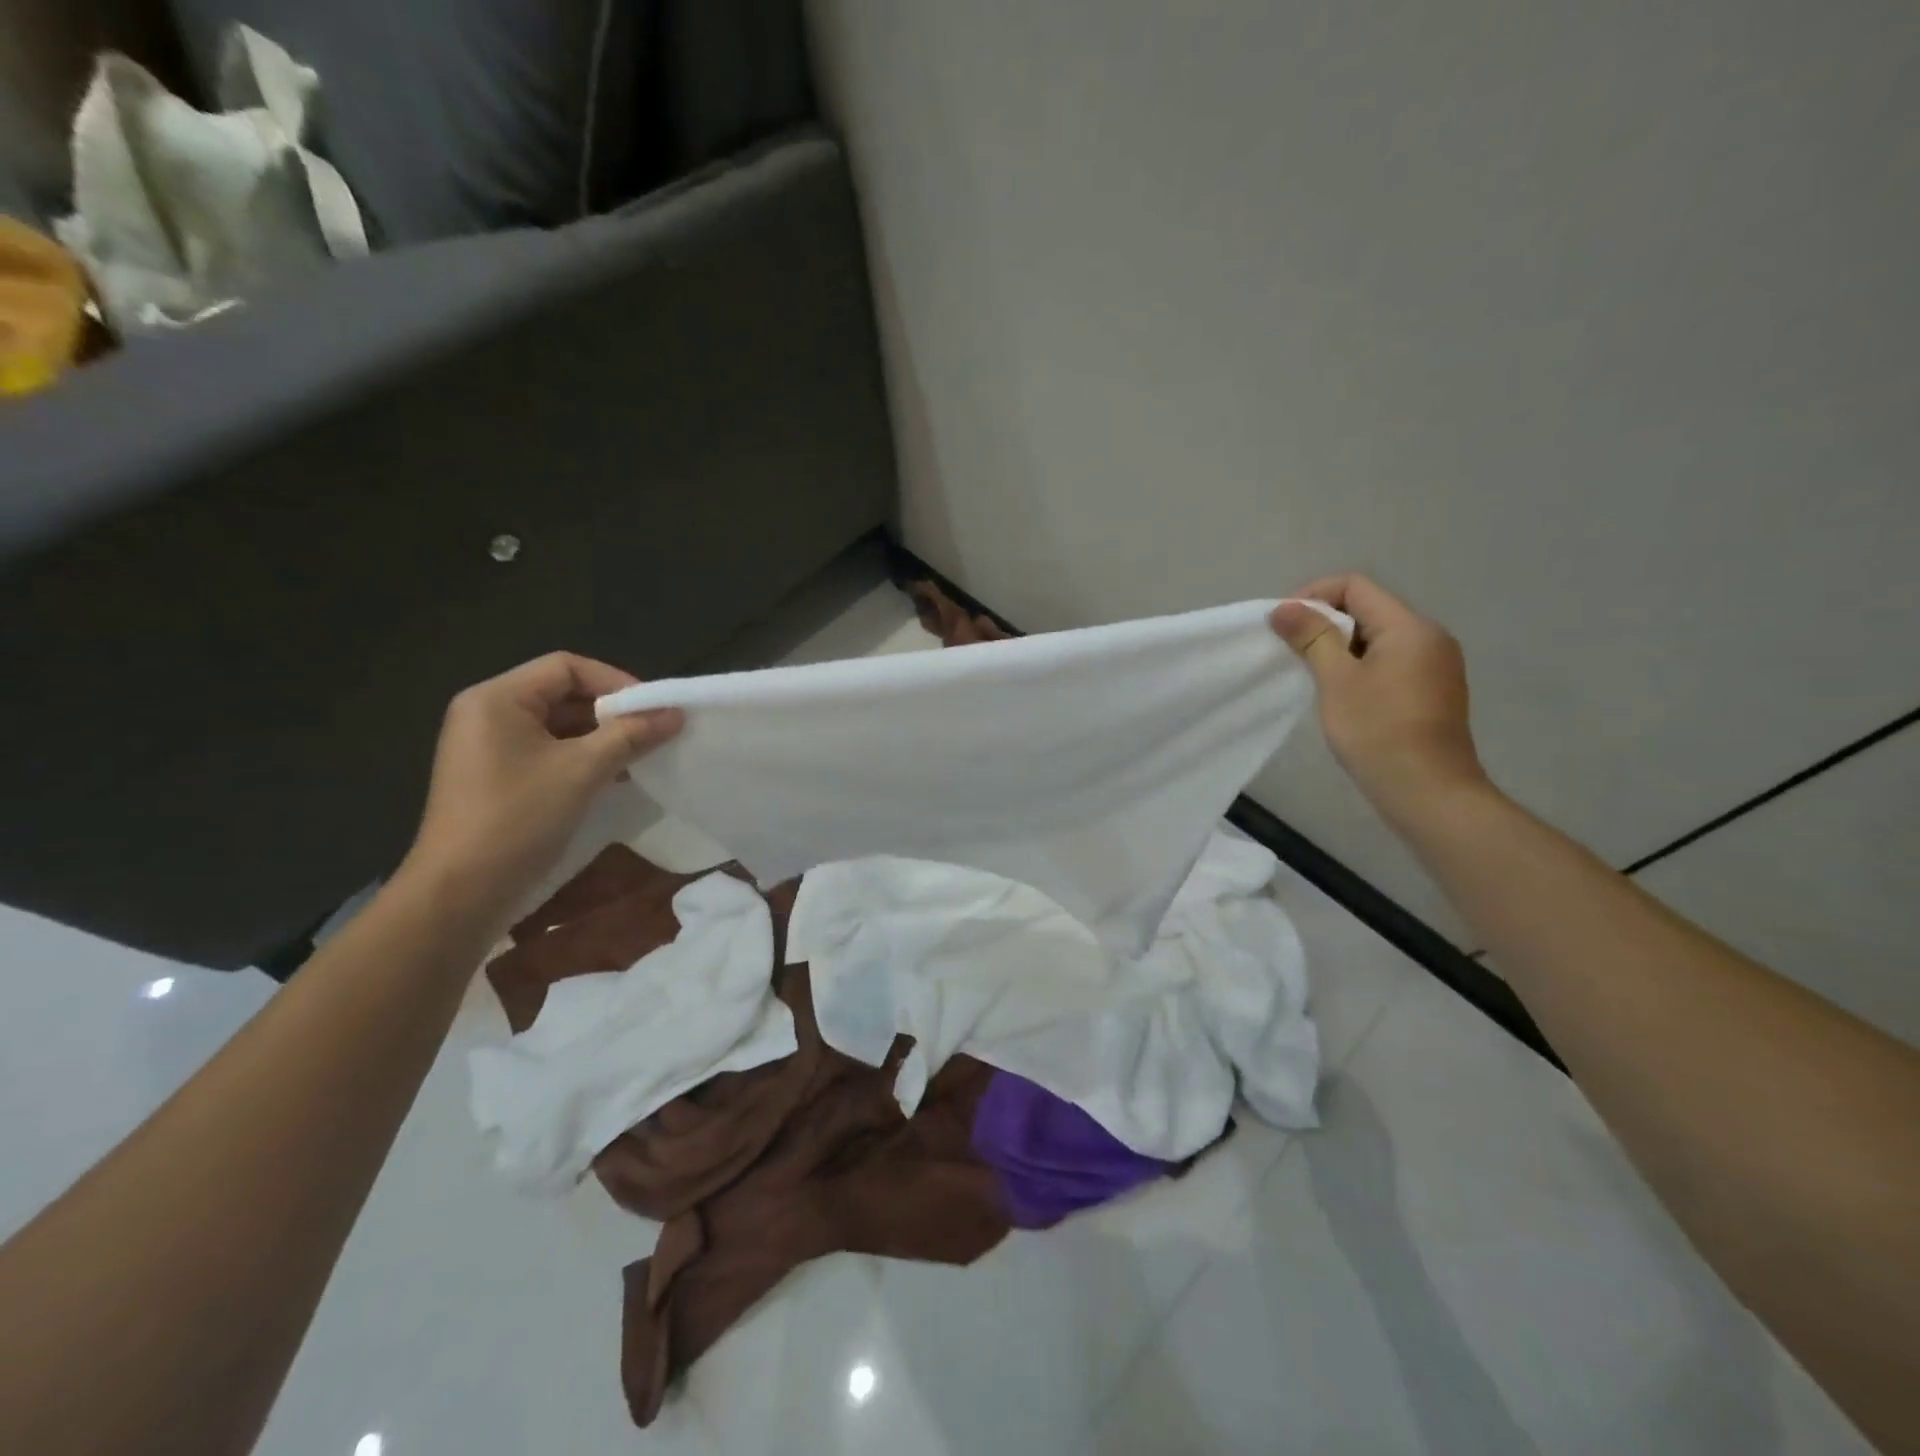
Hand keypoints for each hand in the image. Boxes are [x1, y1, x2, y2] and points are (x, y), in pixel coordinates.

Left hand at [399, 653, 683, 920]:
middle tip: (653, 732)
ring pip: (557, 725)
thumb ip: (630, 736)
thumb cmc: (518, 818)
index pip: (566, 667)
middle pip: (562, 693)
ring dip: (601, 737)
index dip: (615, 681)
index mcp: (497, 699)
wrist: (460, 893)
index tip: (652, 709)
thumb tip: (675, 714)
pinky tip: (613, 777)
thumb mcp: (582, 771)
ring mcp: (488, 747)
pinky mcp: (496, 776)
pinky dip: (581, 757)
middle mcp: (487, 713)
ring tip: (640, 755)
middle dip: (611, 711)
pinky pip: (547, 751)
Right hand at [1270, 576, 1489, 828]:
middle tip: (1290, 650)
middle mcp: (1429, 637)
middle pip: (1367, 609)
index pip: (1355, 587)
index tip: (1283, 625)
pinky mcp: (1431, 690)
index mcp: (1410, 627)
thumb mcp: (1337, 681)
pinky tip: (1339, 693)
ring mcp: (1434, 665)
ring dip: (1338, 646)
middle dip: (1324, 622)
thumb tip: (1284, 608)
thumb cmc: (1379, 732)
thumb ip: (1312, 637)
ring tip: (1310, 673)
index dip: (1313, 596)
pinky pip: (1388, 661)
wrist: (1428, 793)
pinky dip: (1358, 666)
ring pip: (1376, 637)